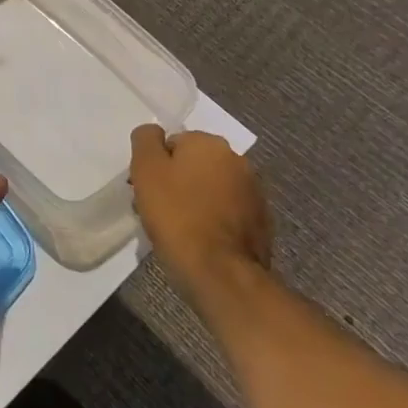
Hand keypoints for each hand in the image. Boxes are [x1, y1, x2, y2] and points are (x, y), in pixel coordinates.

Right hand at [130, 126, 271, 303]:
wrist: (220, 274)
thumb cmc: (177, 215)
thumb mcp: (146, 169)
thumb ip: (146, 140)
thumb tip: (154, 132)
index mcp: (210, 143)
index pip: (172, 143)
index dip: (155, 165)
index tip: (146, 188)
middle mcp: (238, 161)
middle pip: (194, 165)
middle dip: (176, 181)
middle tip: (158, 208)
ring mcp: (254, 194)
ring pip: (211, 189)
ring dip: (194, 200)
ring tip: (178, 228)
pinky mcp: (262, 224)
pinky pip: (227, 213)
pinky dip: (213, 220)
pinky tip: (199, 240)